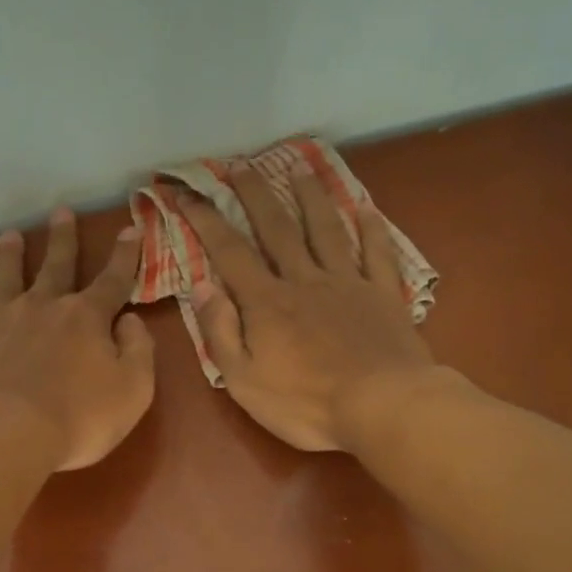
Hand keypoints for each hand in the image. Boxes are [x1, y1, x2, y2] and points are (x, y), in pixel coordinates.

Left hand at [0, 208, 154, 471]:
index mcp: (85, 319)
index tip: (131, 229)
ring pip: (3, 279)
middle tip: (61, 212)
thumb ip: (138, 351)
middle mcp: (40, 308)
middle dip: (62, 240)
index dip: (125, 256)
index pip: (112, 280)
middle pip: (55, 267)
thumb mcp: (133, 390)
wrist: (3, 435)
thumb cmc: (78, 419)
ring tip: (9, 235)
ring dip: (8, 256)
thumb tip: (129, 321)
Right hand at [178, 169, 435, 450]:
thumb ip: (221, 332)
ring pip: (325, 230)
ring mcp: (348, 283)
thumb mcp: (245, 381)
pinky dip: (371, 228)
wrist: (383, 406)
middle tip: (240, 165)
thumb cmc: (306, 403)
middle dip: (255, 194)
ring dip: (310, 197)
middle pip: (277, 228)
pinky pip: (377, 253)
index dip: (206, 220)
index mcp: (267, 303)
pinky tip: (366, 208)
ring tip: (299, 168)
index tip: (188, 193)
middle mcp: (305, 280)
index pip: (229, 252)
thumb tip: (202, 286)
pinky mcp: (383, 295)